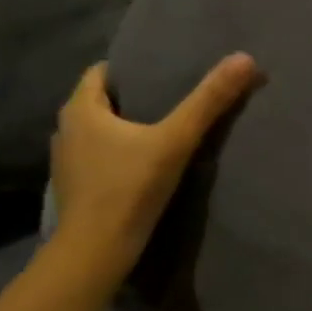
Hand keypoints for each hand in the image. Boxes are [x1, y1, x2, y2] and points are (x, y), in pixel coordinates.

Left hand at [47, 54, 258, 290]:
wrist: (96, 251)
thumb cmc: (129, 188)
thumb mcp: (176, 141)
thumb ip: (208, 101)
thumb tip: (245, 59)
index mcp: (80, 109)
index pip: (102, 72)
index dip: (132, 70)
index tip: (164, 73)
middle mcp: (65, 130)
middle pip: (101, 103)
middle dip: (133, 100)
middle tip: (171, 100)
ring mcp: (66, 162)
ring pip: (98, 133)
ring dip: (124, 131)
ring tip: (161, 133)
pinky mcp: (75, 189)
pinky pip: (98, 160)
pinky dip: (117, 157)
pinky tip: (143, 168)